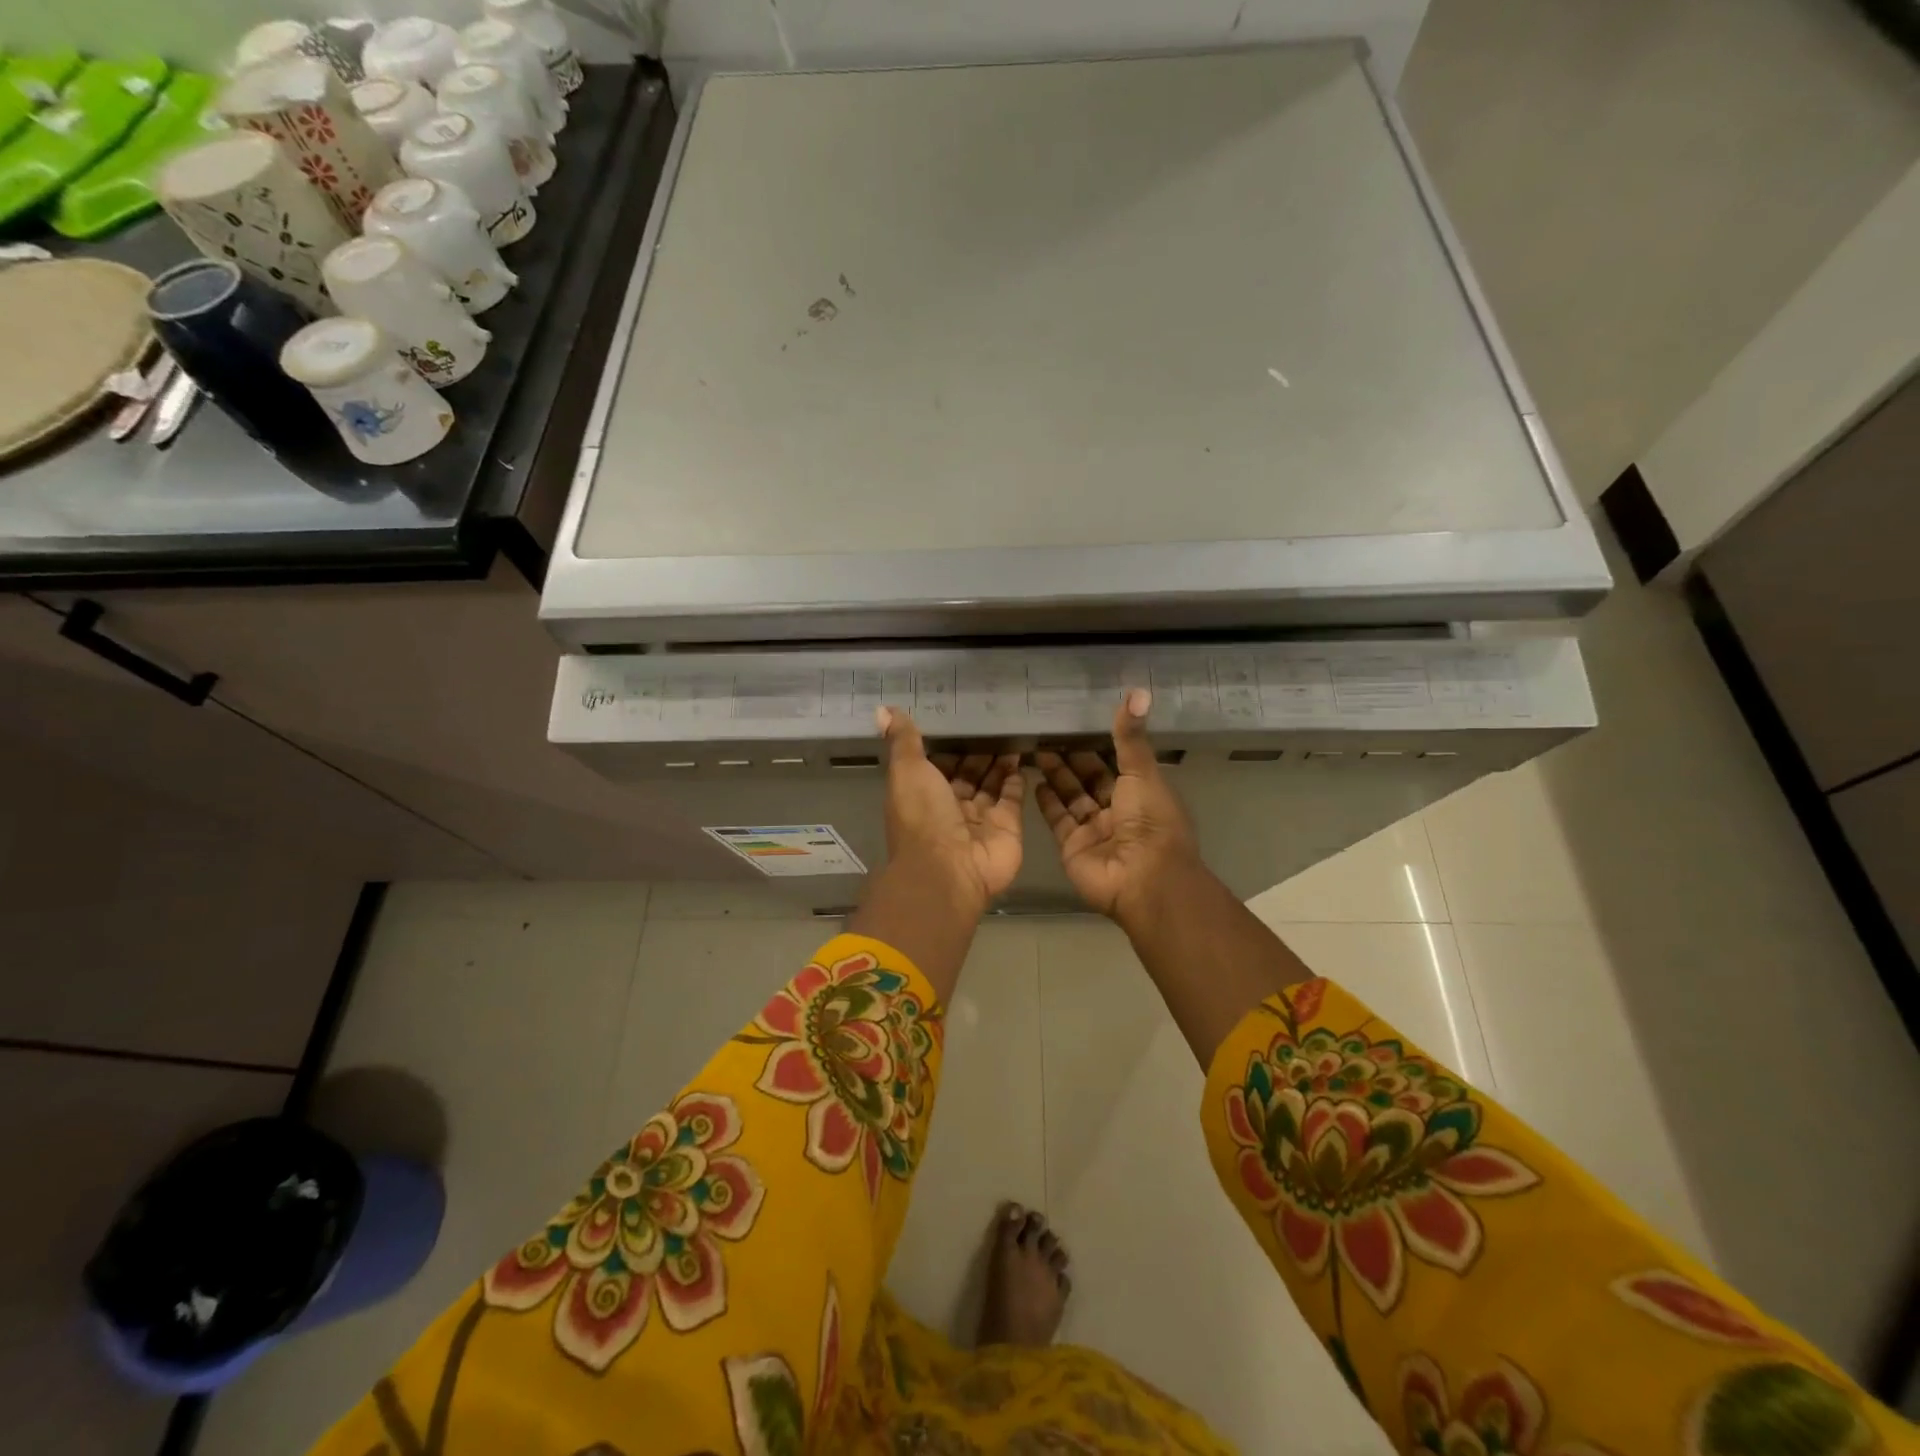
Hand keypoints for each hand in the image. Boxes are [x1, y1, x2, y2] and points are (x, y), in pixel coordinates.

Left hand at [877, 706, 1023, 907]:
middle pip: (967, 774)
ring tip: (1012, 731)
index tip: (961, 718)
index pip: (937, 764)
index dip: (948, 745)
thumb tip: (884, 709)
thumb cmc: (922, 816)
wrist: (949, 869)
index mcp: (923, 794)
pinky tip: (1023, 756)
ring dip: (999, 761)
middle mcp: (951, 807)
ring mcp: (981, 819)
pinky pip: (1013, 798)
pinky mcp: (1008, 826)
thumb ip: (903, 740)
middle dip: (978, 752)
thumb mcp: (906, 770)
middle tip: (995, 720)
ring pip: (991, 784)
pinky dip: (1016, 779)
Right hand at [1033, 690, 1201, 923]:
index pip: (1116, 763)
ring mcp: (1094, 830)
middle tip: (1046, 734)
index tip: (1076, 724)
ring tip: (1035, 751)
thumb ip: (1130, 736)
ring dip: (1055, 775)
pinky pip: (1058, 819)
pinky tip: (1032, 781)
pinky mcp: (1072, 846)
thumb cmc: (1150, 821)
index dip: (1098, 745)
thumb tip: (1138, 691)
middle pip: (1090, 780)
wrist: (1143, 878)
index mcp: (1141, 793)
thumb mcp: (1142, 772)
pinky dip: (1046, 802)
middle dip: (1071, 759)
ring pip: (1071, 797)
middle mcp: (1118, 811)